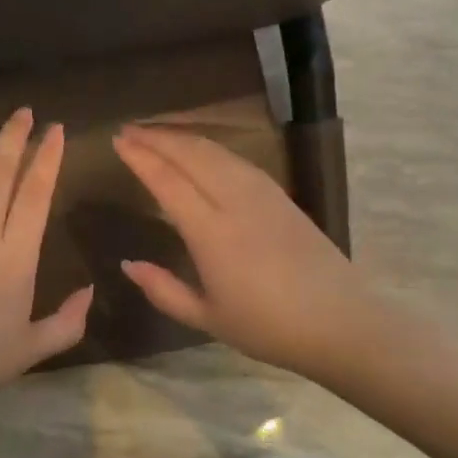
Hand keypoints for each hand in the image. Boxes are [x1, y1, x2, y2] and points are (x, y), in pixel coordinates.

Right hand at [113, 125, 380, 377]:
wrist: (340, 322)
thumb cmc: (268, 327)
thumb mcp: (207, 318)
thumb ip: (163, 290)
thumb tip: (128, 264)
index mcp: (212, 233)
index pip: (167, 181)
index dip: (141, 157)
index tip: (118, 141)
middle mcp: (235, 202)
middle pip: (191, 155)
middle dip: (157, 137)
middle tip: (128, 129)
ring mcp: (263, 194)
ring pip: (216, 151)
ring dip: (183, 137)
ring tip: (157, 133)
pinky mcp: (281, 196)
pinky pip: (237, 160)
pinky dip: (210, 147)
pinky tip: (201, 151)